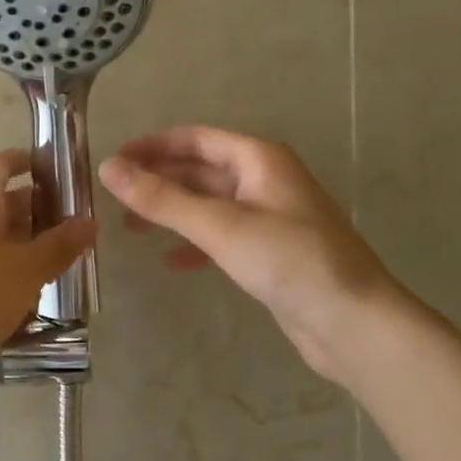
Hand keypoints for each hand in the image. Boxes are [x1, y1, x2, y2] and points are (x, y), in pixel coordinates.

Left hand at [0, 149, 96, 380]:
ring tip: (48, 261)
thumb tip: (89, 222)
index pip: (3, 162)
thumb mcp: (28, 270)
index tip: (60, 178)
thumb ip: (60, 244)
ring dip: (15, 239)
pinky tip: (15, 290)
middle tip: (66, 228)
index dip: (32, 164)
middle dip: (31, 209)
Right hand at [99, 126, 401, 385]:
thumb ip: (162, 198)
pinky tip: (173, 261)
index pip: (196, 138)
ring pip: (210, 203)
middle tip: (114, 197)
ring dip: (172, 211)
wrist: (352, 322)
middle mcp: (266, 180)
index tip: (113, 160)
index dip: (153, 146)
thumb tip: (108, 169)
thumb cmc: (289, 261)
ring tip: (132, 228)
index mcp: (260, 159)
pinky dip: (195, 243)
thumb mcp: (220, 226)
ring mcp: (271, 216)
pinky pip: (223, 235)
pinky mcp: (272, 251)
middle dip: (159, 180)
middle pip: (201, 170)